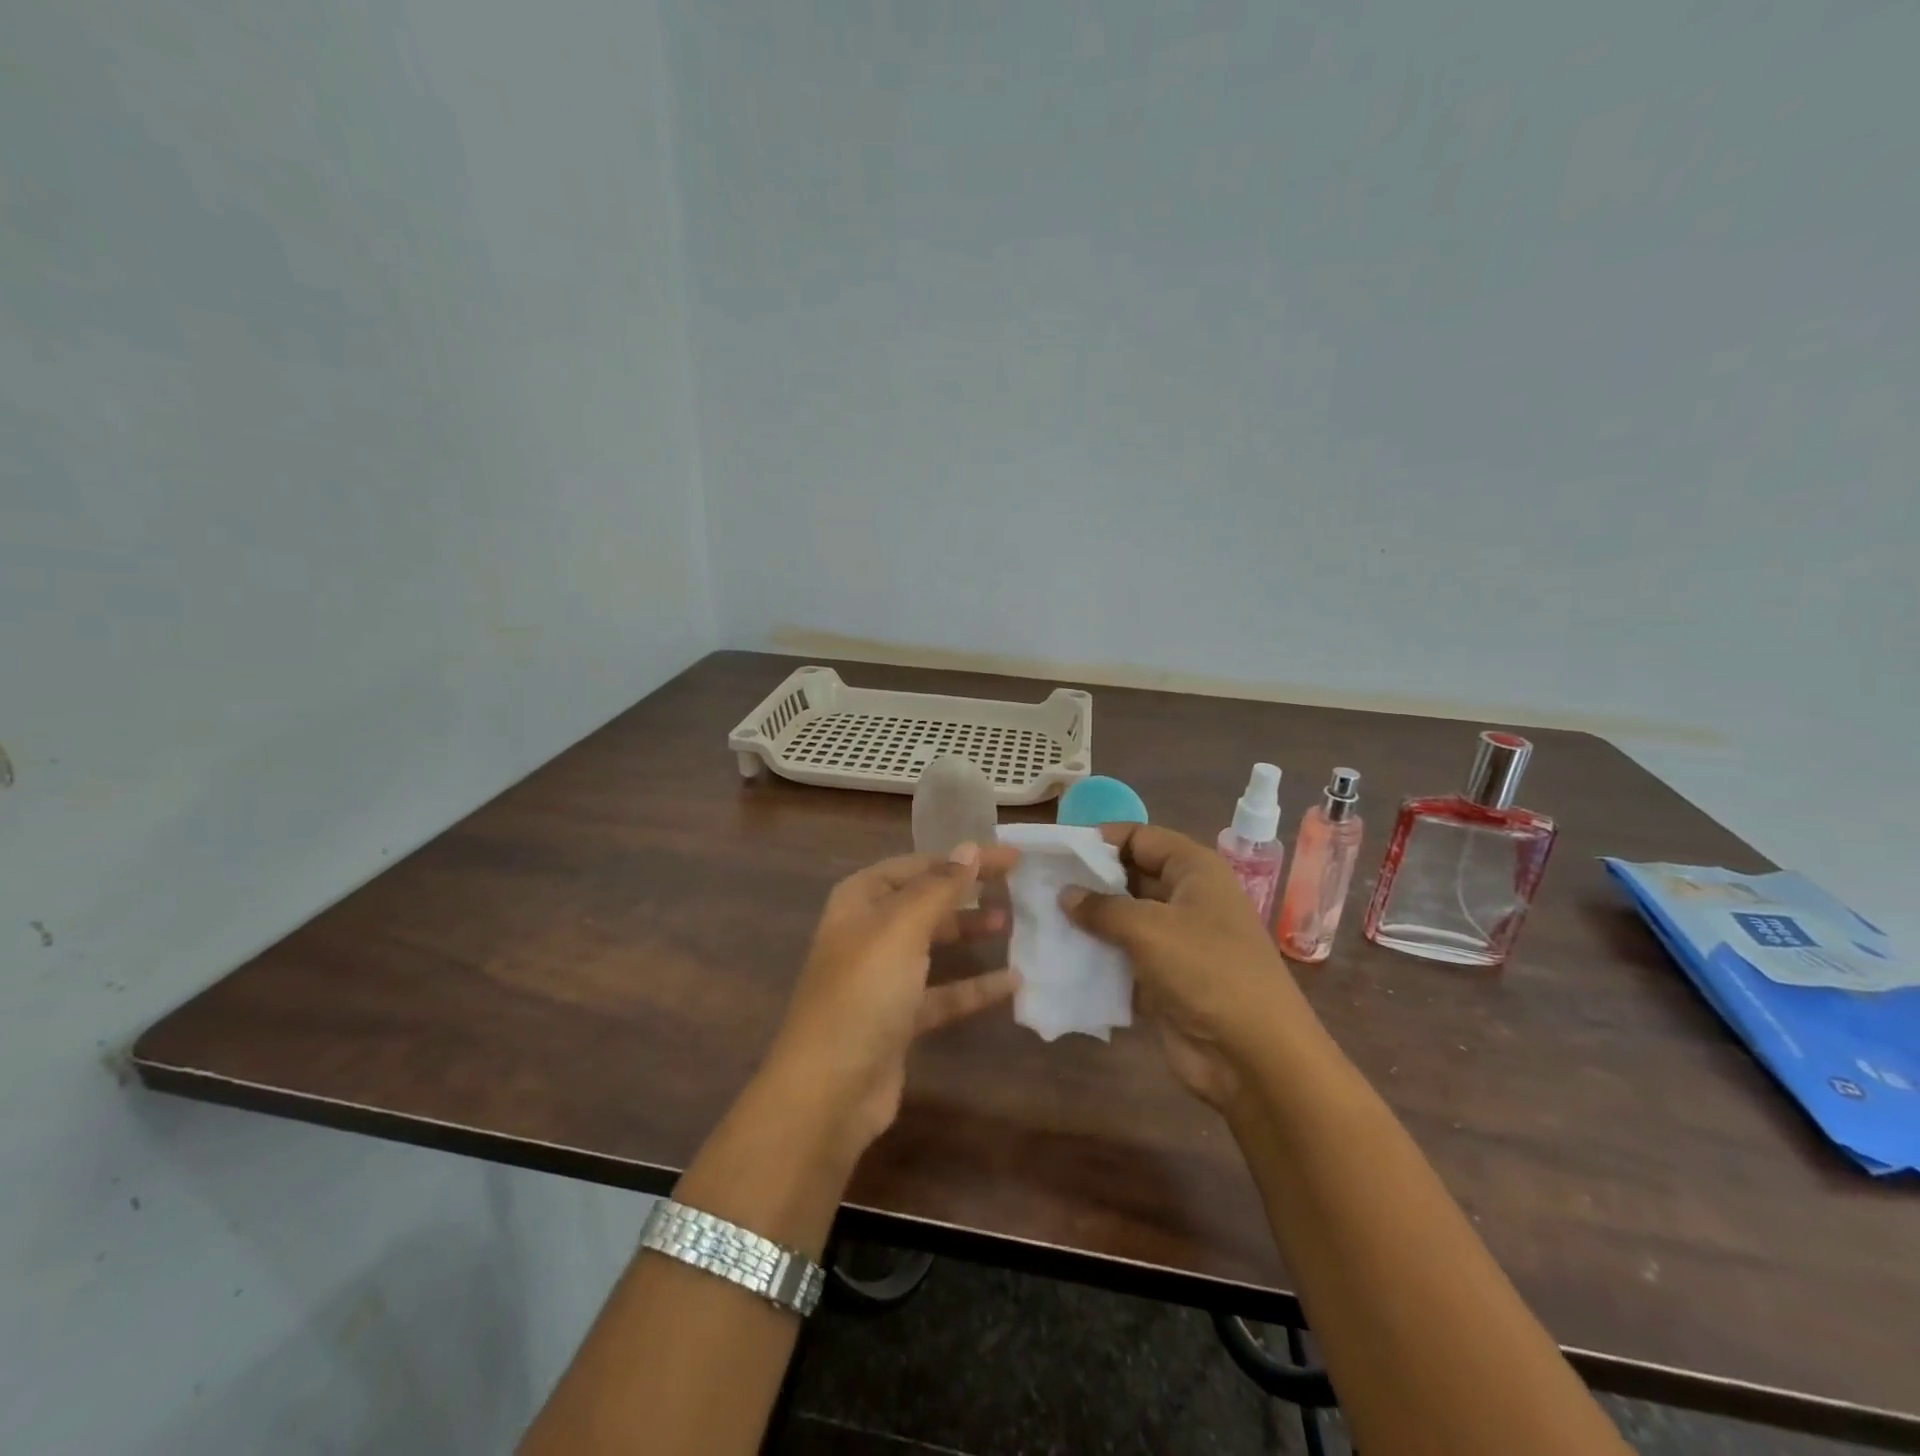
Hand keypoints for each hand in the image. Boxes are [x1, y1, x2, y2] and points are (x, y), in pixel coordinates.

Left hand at [765, 844, 1020, 1159]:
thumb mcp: (902, 928)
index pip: (918, 865)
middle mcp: (868, 932)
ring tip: (1010, 924)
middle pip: (925, 901)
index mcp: (860, 900)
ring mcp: (882, 977)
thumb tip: (970, 848)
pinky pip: (943, 993)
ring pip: (933, 944)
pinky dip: (974, 986)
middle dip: (966, 892)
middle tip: (1015, 887)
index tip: (1010, 857)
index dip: (962, 858)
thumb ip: (940, 887)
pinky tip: (1012, 982)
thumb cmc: (864, 992)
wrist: (829, 1090)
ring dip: (969, 932)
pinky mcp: (899, 1019)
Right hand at [1062, 824, 1319, 1109]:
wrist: (1254, 1056)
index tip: (1057, 850)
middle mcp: (1186, 898)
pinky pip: (1123, 958)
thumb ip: (1102, 907)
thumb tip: (1066, 894)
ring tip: (1040, 919)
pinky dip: (1097, 958)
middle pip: (1129, 877)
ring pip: (1123, 920)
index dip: (1101, 839)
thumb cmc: (1207, 971)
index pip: (1141, 837)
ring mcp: (1176, 941)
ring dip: (1088, 922)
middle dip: (1088, 881)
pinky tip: (1059, 958)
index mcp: (1194, 870)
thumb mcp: (1149, 928)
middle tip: (1039, 885)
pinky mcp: (1165, 979)